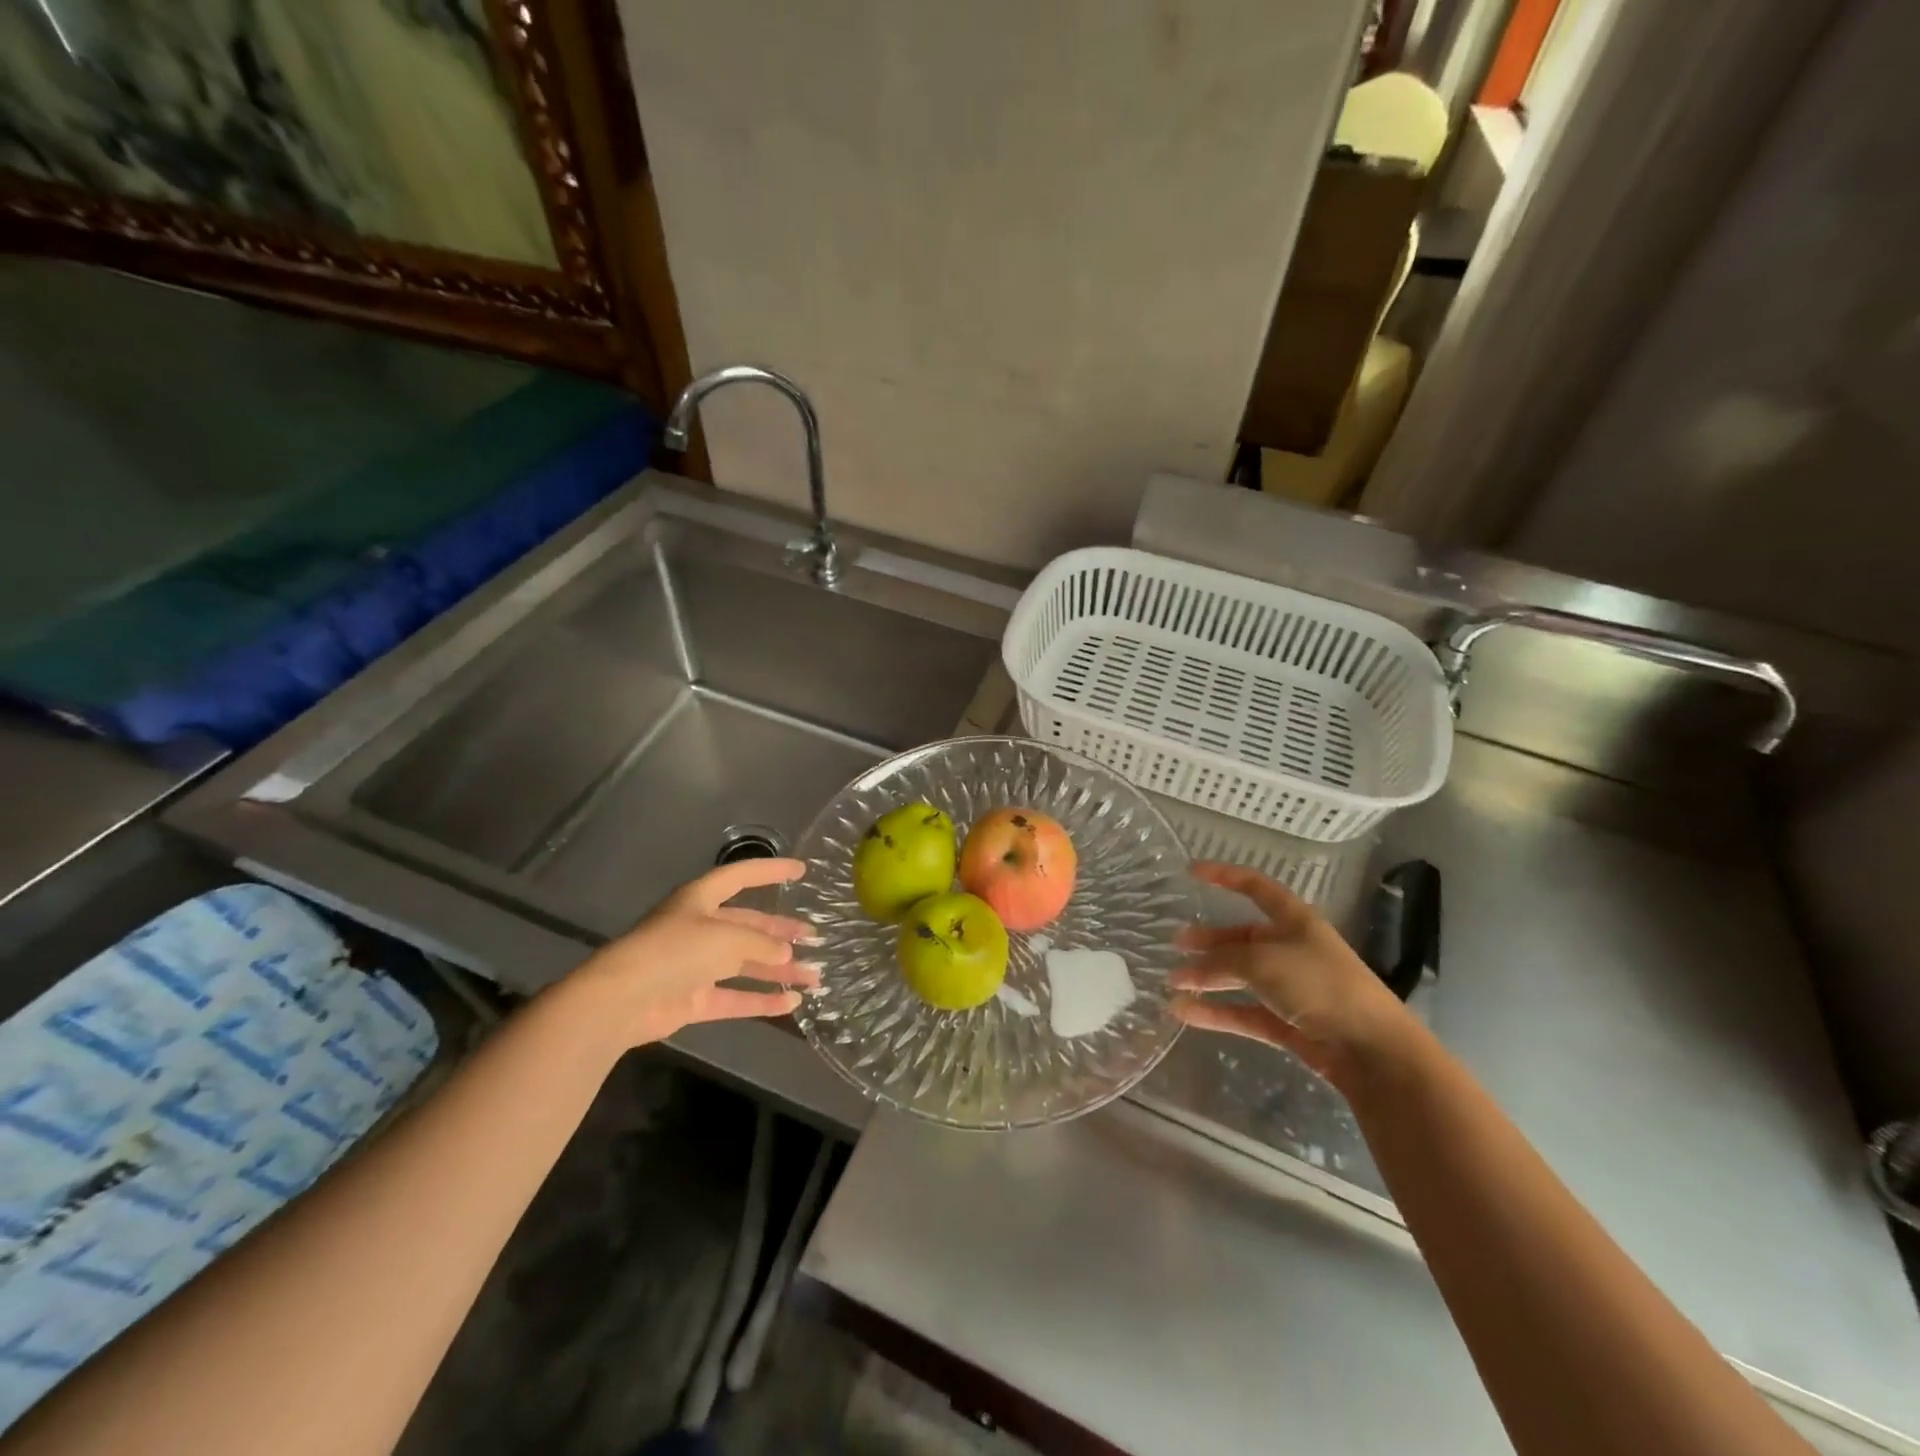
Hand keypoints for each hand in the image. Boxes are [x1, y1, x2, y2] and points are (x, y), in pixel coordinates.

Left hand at [568, 858, 820, 1046]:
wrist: (624, 999)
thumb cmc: (677, 950)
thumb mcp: (727, 938)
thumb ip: (762, 944)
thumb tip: (786, 954)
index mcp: (702, 899)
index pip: (742, 876)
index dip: (771, 871)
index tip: (802, 871)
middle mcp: (700, 928)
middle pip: (748, 926)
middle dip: (781, 932)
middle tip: (815, 937)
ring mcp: (696, 966)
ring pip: (746, 964)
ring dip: (779, 970)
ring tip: (815, 975)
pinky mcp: (693, 999)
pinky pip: (734, 998)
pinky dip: (761, 1001)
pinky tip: (791, 1004)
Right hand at [1172, 861, 1415, 1090]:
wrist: (1371, 1049)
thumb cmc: (1319, 985)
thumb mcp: (1262, 961)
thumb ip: (1219, 962)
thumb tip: (1183, 972)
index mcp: (1295, 921)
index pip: (1256, 888)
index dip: (1225, 876)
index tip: (1191, 872)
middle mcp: (1292, 950)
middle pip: (1243, 937)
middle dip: (1210, 940)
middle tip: (1177, 943)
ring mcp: (1290, 988)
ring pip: (1240, 977)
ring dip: (1207, 978)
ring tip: (1173, 981)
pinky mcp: (1287, 1023)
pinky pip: (1243, 1012)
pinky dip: (1215, 1013)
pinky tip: (1184, 1012)